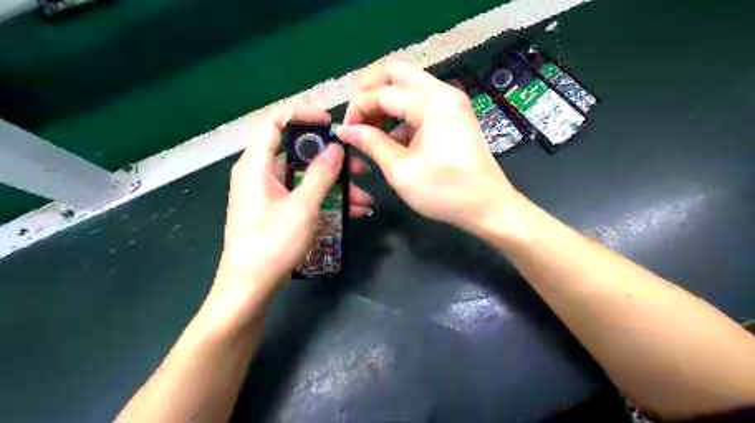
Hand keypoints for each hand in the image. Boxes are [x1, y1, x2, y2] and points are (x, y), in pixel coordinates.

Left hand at [206, 100, 371, 320]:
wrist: (250, 286)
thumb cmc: (271, 243)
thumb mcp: (302, 207)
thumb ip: (320, 175)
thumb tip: (336, 149)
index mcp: (256, 164)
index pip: (275, 121)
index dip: (302, 113)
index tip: (330, 122)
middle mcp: (261, 172)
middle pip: (298, 152)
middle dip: (332, 159)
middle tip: (359, 167)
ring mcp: (270, 192)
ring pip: (306, 177)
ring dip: (336, 185)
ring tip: (364, 197)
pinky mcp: (278, 209)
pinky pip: (305, 195)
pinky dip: (327, 199)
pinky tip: (353, 211)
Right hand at [340, 57, 522, 232]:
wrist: (487, 206)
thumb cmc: (445, 191)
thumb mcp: (401, 170)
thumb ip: (371, 144)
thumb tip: (345, 130)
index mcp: (432, 103)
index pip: (383, 92)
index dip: (358, 108)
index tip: (345, 131)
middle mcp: (442, 93)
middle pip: (395, 72)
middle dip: (368, 90)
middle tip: (353, 115)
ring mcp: (449, 102)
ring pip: (406, 86)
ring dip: (383, 103)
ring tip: (367, 128)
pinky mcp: (451, 116)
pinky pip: (418, 104)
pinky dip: (399, 116)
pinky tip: (388, 139)